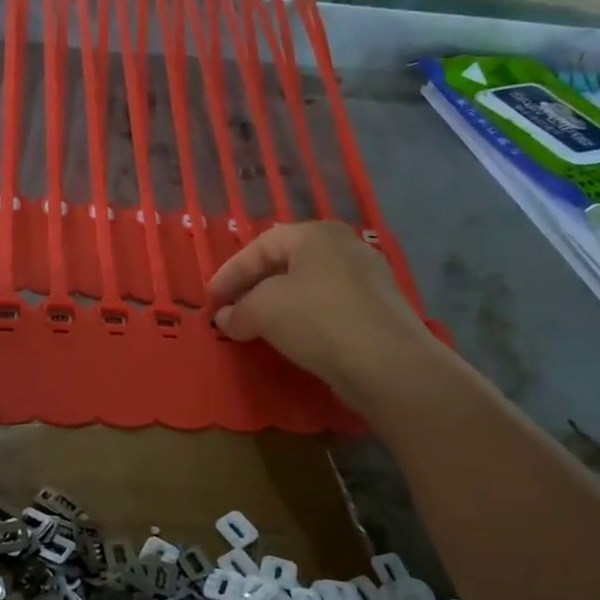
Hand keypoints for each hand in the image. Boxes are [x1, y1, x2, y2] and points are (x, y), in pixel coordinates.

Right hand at [206, 221, 442, 401]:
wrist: (388, 364)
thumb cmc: (318, 320)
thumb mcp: (263, 310)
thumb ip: (238, 310)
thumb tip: (227, 318)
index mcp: (316, 234)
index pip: (260, 245)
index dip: (230, 272)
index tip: (211, 300)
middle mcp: (345, 247)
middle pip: (286, 262)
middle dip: (253, 286)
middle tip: (231, 310)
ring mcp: (367, 278)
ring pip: (308, 285)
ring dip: (277, 304)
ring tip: (256, 326)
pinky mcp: (378, 310)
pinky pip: (328, 306)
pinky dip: (303, 318)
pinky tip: (292, 338)